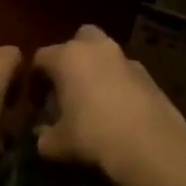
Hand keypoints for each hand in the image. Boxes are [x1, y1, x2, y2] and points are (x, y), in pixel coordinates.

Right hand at [31, 25, 185, 185]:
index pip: (41, 58)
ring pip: (105, 54)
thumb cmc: (94, 136)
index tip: (35, 101)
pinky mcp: (149, 75)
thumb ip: (43, 137)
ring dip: (96, 69)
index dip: (34, 79)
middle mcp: (97, 49)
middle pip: (79, 39)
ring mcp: (126, 59)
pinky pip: (125, 72)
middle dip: (71, 57)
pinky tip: (117, 109)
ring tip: (92, 100)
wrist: (151, 146)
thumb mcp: (58, 144)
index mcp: (68, 57)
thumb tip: (41, 137)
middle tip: (66, 86)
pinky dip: (118, 83)